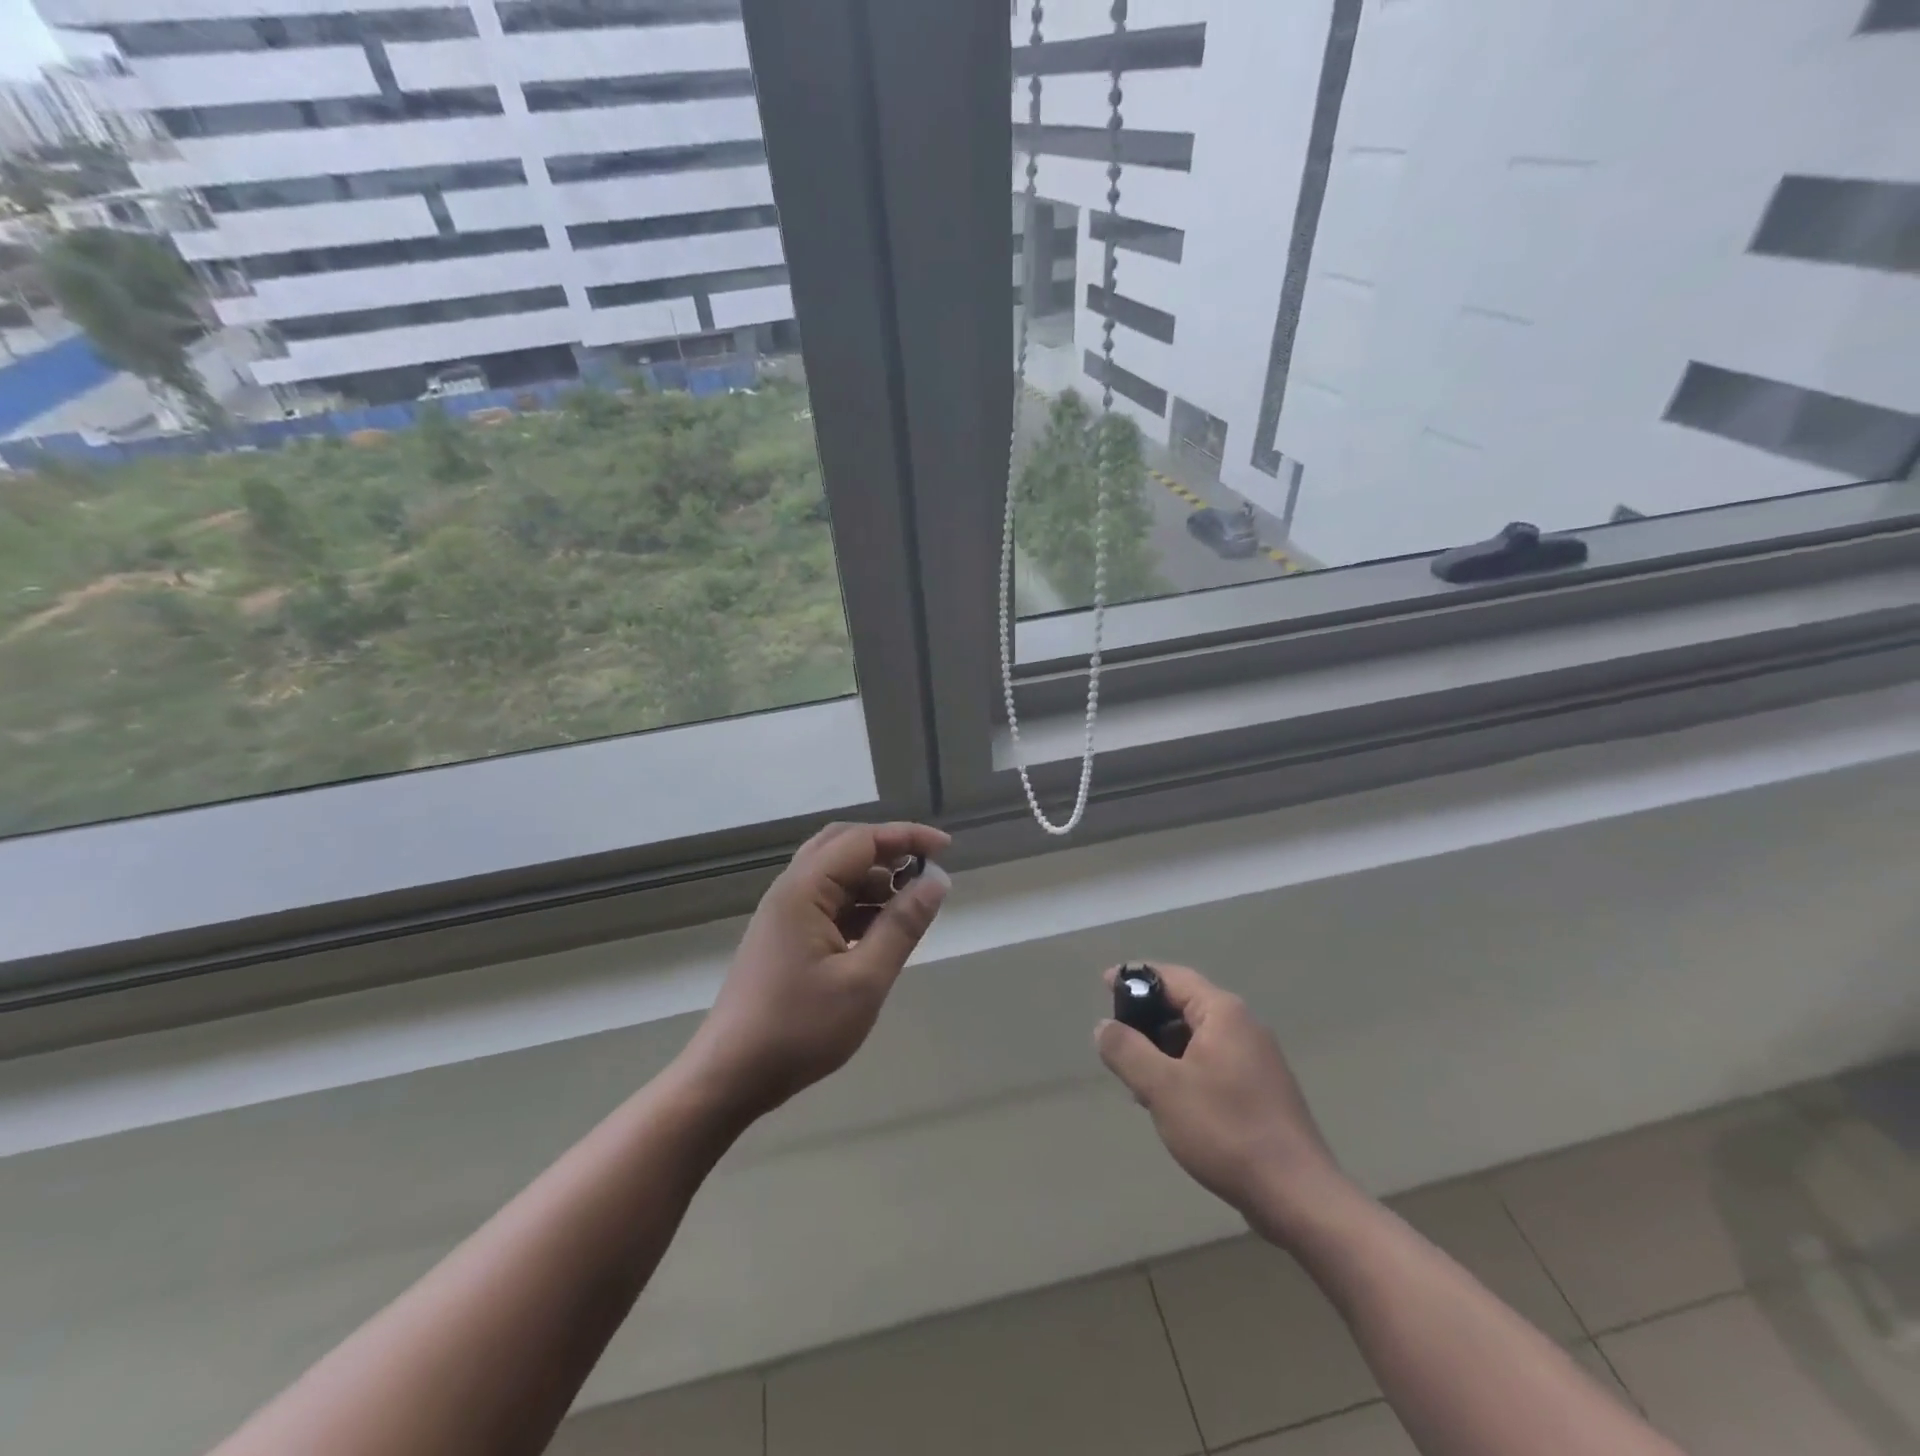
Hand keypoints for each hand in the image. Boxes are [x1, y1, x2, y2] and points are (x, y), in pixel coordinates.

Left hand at [681, 821, 950, 1123]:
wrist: (730, 1076)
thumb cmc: (799, 1029)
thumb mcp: (863, 980)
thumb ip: (902, 925)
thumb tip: (937, 880)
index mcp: (804, 889)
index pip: (862, 840)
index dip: (906, 836)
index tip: (946, 848)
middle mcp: (790, 891)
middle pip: (844, 847)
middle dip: (889, 851)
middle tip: (926, 872)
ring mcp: (784, 915)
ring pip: (836, 876)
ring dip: (875, 880)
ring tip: (911, 906)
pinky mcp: (785, 938)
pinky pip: (828, 903)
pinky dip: (859, 906)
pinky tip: (882, 933)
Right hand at [1095, 963, 1348, 1241]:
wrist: (1298, 1196)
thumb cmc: (1225, 1130)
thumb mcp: (1162, 1088)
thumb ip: (1127, 1050)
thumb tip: (1104, 1025)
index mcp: (1223, 1012)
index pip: (1171, 977)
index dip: (1135, 978)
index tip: (1103, 985)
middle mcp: (1244, 1026)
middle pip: (1185, 1005)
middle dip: (1147, 1020)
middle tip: (1116, 1043)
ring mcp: (1257, 1059)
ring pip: (1198, 1038)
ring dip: (1164, 1050)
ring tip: (1137, 1080)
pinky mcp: (1262, 1090)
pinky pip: (1213, 1063)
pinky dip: (1185, 1070)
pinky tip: (1170, 1103)